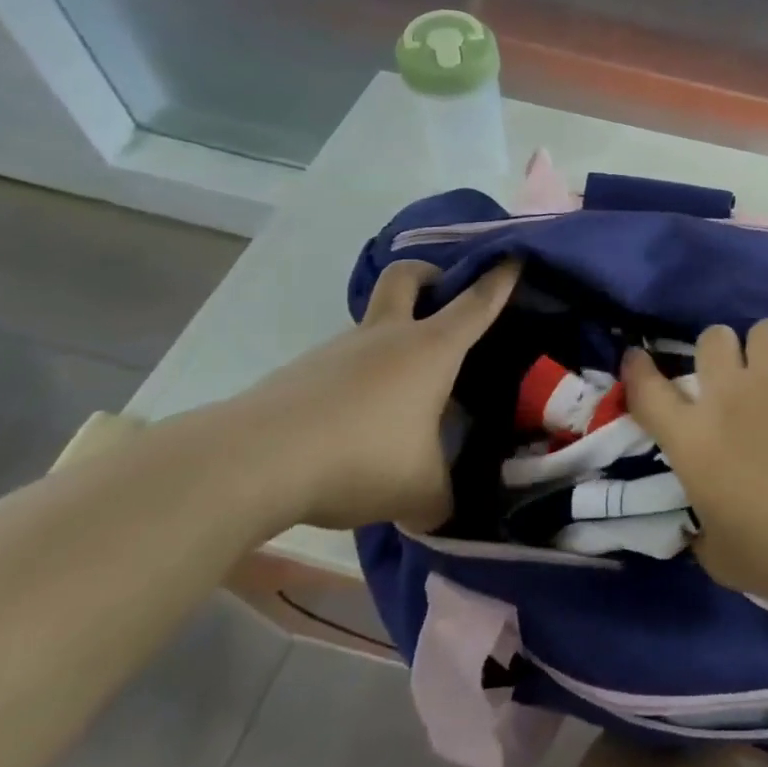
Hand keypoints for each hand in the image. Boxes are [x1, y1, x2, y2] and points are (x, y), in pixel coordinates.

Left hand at [206, 260, 518, 531]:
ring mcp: (338, 350)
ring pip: (371, 325)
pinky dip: (358, 380)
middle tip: (442, 291)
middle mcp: (386, 336)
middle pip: (406, 277)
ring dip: (390, 341)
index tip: (513, 256)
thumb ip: (444, 497)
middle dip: (428, 273)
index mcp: (430, 349)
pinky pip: (342, 364)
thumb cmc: (361, 457)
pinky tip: (356, 425)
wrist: (254, 461)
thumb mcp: (421, 490)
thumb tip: (444, 509)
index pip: (476, 303)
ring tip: (401, 398)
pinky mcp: (301, 373)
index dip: (499, 279)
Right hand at [622, 307, 767, 603]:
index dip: (638, 371)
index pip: (648, 392)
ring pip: (764, 328)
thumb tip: (701, 530)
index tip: (637, 357)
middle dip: (722, 353)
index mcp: (693, 438)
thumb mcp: (723, 559)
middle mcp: (729, 392)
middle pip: (711, 338)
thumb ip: (705, 536)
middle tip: (740, 380)